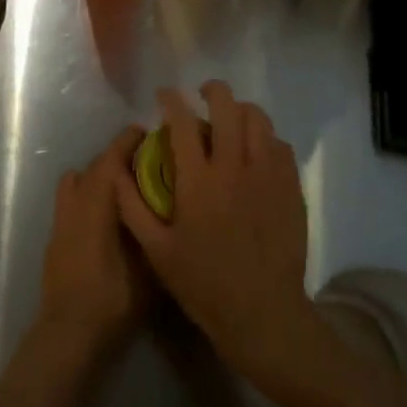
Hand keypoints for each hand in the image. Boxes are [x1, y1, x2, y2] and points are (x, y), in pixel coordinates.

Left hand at [35, 126, 149, 362]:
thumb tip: (165, 208)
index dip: (127, 142)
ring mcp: (61, 219)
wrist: (68, 334)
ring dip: (97, 176)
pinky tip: (105, 218)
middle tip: (142, 160)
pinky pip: (71, 201)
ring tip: (122, 187)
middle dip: (116, 158)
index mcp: (96, 202)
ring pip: (77, 182)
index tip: (145, 132)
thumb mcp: (147, 268)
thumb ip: (153, 232)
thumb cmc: (111, 298)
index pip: (111, 159)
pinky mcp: (55, 237)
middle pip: (94, 167)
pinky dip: (87, 196)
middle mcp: (75, 202)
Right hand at [115, 82, 314, 384]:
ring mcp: (267, 175)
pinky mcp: (290, 188)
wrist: (264, 316)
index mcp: (198, 180)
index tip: (164, 95)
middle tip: (202, 95)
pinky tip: (256, 150)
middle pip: (226, 105)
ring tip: (231, 117)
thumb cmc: (204, 285)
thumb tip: (116, 170)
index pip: (182, 121)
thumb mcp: (157, 251)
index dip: (170, 100)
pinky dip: (266, 138)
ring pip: (258, 119)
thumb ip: (132, 206)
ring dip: (241, 110)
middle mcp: (234, 167)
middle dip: (212, 90)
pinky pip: (280, 145)